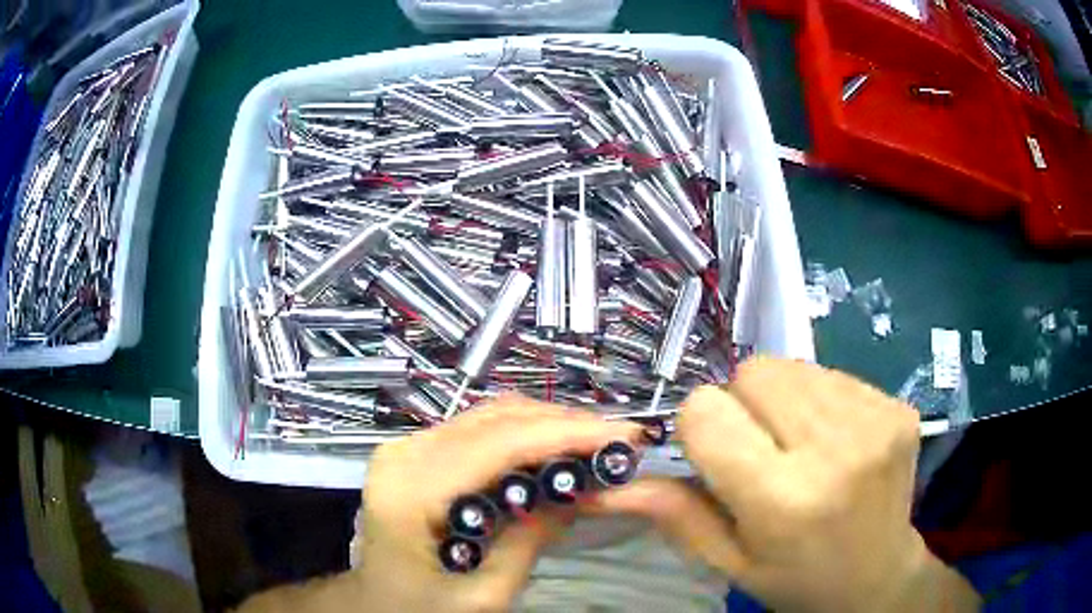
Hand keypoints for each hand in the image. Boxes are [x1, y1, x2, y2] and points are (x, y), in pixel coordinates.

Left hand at [353, 394, 641, 611]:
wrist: (377, 602)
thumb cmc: (423, 609)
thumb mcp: (482, 595)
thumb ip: (528, 541)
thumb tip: (578, 491)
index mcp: (409, 491)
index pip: (496, 444)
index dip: (565, 434)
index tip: (624, 436)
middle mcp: (403, 454)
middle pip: (494, 420)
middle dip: (563, 424)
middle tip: (619, 440)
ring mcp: (406, 448)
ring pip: (489, 416)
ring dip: (546, 425)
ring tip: (595, 443)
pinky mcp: (416, 453)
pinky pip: (478, 429)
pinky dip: (522, 434)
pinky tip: (554, 450)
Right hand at [586, 358, 979, 611]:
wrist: (879, 577)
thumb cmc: (798, 579)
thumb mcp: (731, 564)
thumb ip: (677, 516)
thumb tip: (611, 484)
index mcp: (784, 500)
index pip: (707, 412)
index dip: (700, 427)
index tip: (716, 455)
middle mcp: (834, 450)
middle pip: (754, 372)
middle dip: (742, 404)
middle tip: (760, 450)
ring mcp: (875, 421)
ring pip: (793, 366)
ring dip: (782, 399)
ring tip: (799, 445)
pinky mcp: (897, 406)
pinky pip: (832, 374)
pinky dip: (820, 400)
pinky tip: (833, 440)